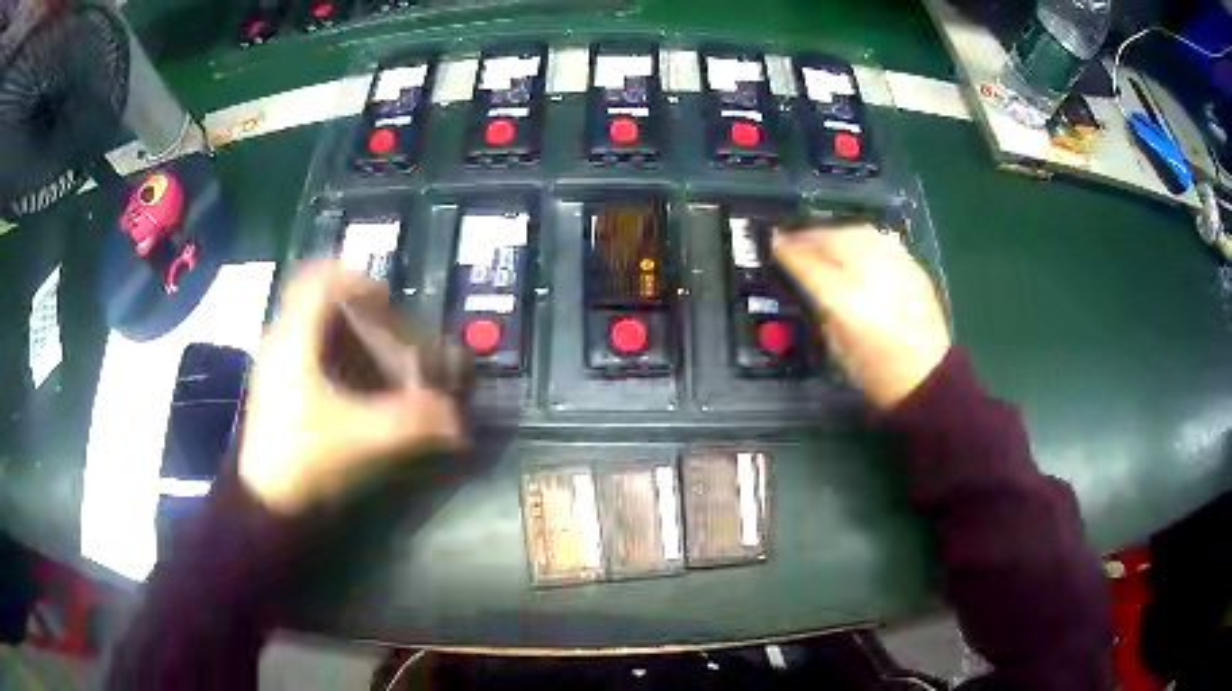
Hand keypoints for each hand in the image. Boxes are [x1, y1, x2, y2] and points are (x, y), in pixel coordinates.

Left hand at [239, 263, 465, 513]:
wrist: (264, 502)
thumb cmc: (303, 458)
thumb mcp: (360, 437)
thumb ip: (409, 423)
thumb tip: (455, 419)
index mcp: (294, 340)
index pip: (317, 280)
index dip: (352, 277)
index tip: (384, 297)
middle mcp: (281, 344)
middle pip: (317, 302)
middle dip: (356, 309)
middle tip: (388, 329)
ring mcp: (275, 366)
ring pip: (311, 328)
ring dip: (345, 332)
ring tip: (376, 356)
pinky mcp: (277, 389)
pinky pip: (306, 351)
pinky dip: (333, 354)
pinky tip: (354, 385)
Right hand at [772, 223, 950, 409]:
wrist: (926, 378)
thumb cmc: (875, 373)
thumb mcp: (836, 345)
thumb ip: (821, 304)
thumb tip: (807, 278)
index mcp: (846, 301)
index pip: (808, 263)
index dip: (786, 250)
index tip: (772, 243)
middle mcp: (869, 275)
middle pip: (831, 238)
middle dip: (807, 235)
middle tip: (792, 237)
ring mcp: (894, 266)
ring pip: (856, 232)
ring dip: (833, 231)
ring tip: (821, 237)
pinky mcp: (912, 266)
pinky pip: (880, 239)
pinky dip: (860, 237)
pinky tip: (852, 244)